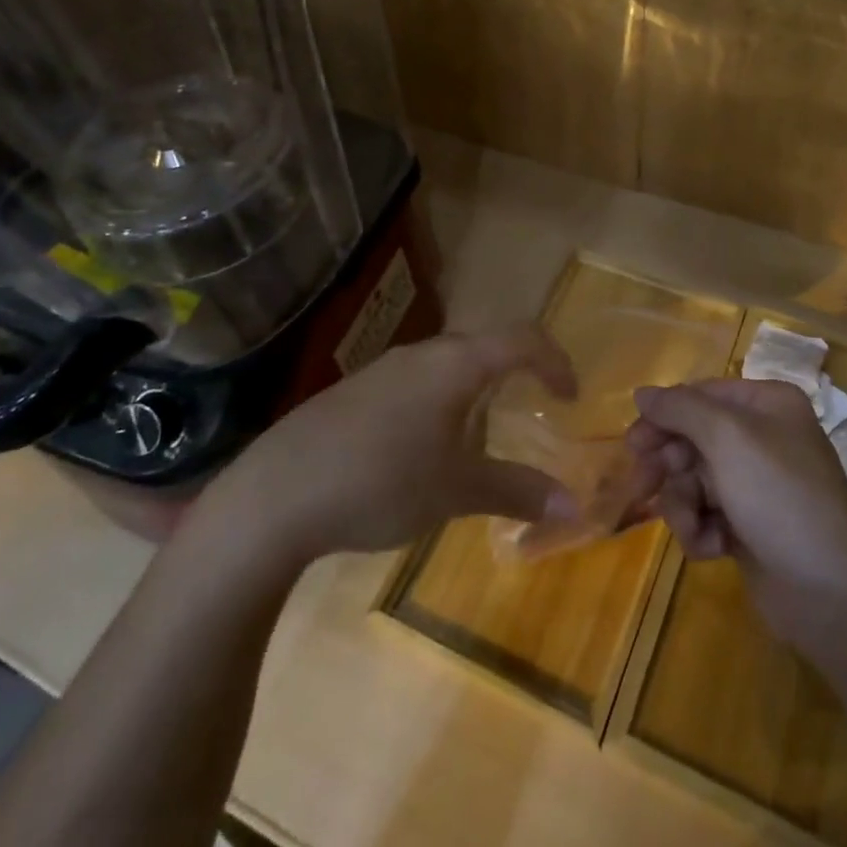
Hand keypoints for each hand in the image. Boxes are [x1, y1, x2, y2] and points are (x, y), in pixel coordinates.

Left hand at [188, 327, 577, 570]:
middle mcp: (423, 353)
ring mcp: (383, 369)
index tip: (570, 398)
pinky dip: (440, 403)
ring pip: (447, 365)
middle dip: (516, 373)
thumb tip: (572, 507)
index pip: (523, 339)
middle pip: (485, 346)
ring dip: (475, 390)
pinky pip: (416, 383)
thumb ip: (517, 492)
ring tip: (480, 438)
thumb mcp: (456, 491)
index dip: (555, 361)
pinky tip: (422, 452)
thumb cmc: (381, 481)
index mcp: (456, 364)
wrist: (275, 495)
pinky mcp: (355, 392)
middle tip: (533, 410)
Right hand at [627, 378, 846, 642]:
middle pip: (692, 437)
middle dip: (669, 465)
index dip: (664, 416)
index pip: (700, 395)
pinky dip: (702, 529)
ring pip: (693, 479)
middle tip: (644, 485)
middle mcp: (761, 437)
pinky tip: (714, 548)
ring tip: (695, 528)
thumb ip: (679, 409)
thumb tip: (642, 392)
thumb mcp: (726, 437)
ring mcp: (756, 483)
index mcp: (765, 404)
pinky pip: (707, 514)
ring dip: (684, 505)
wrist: (832, 590)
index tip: (633, 443)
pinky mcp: (749, 525)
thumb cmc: (778, 495)